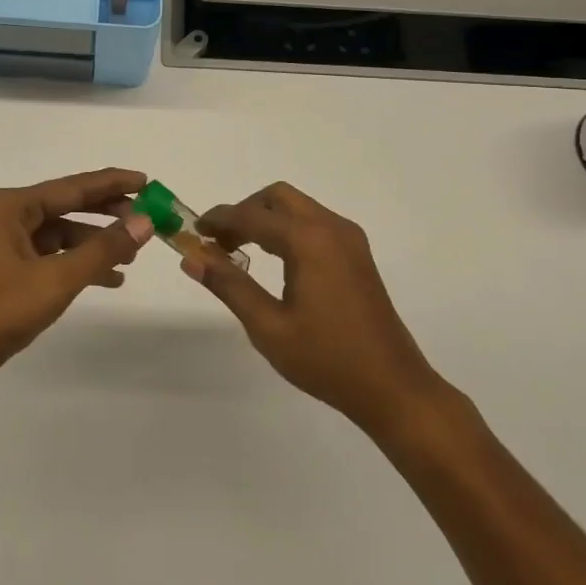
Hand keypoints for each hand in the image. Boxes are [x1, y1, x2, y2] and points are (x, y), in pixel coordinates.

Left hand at [0, 168, 153, 395]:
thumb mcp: (55, 279)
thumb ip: (102, 250)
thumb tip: (145, 222)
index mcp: (10, 206)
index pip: (72, 187)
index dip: (112, 184)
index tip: (146, 181)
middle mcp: (3, 217)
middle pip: (66, 207)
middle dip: (106, 215)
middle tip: (146, 219)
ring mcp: (0, 245)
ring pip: (58, 235)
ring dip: (93, 244)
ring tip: (132, 257)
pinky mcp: (1, 272)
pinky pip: (47, 258)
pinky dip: (75, 265)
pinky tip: (106, 280)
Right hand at [187, 182, 447, 432]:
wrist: (392, 387)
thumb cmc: (326, 359)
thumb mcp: (268, 327)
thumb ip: (229, 285)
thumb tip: (192, 258)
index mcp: (308, 240)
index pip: (252, 215)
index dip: (219, 219)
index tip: (192, 230)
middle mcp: (331, 228)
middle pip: (277, 198)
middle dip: (244, 211)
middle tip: (218, 242)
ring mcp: (349, 239)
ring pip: (297, 207)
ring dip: (265, 219)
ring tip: (239, 251)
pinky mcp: (357, 254)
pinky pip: (314, 223)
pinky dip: (287, 229)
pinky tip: (274, 260)